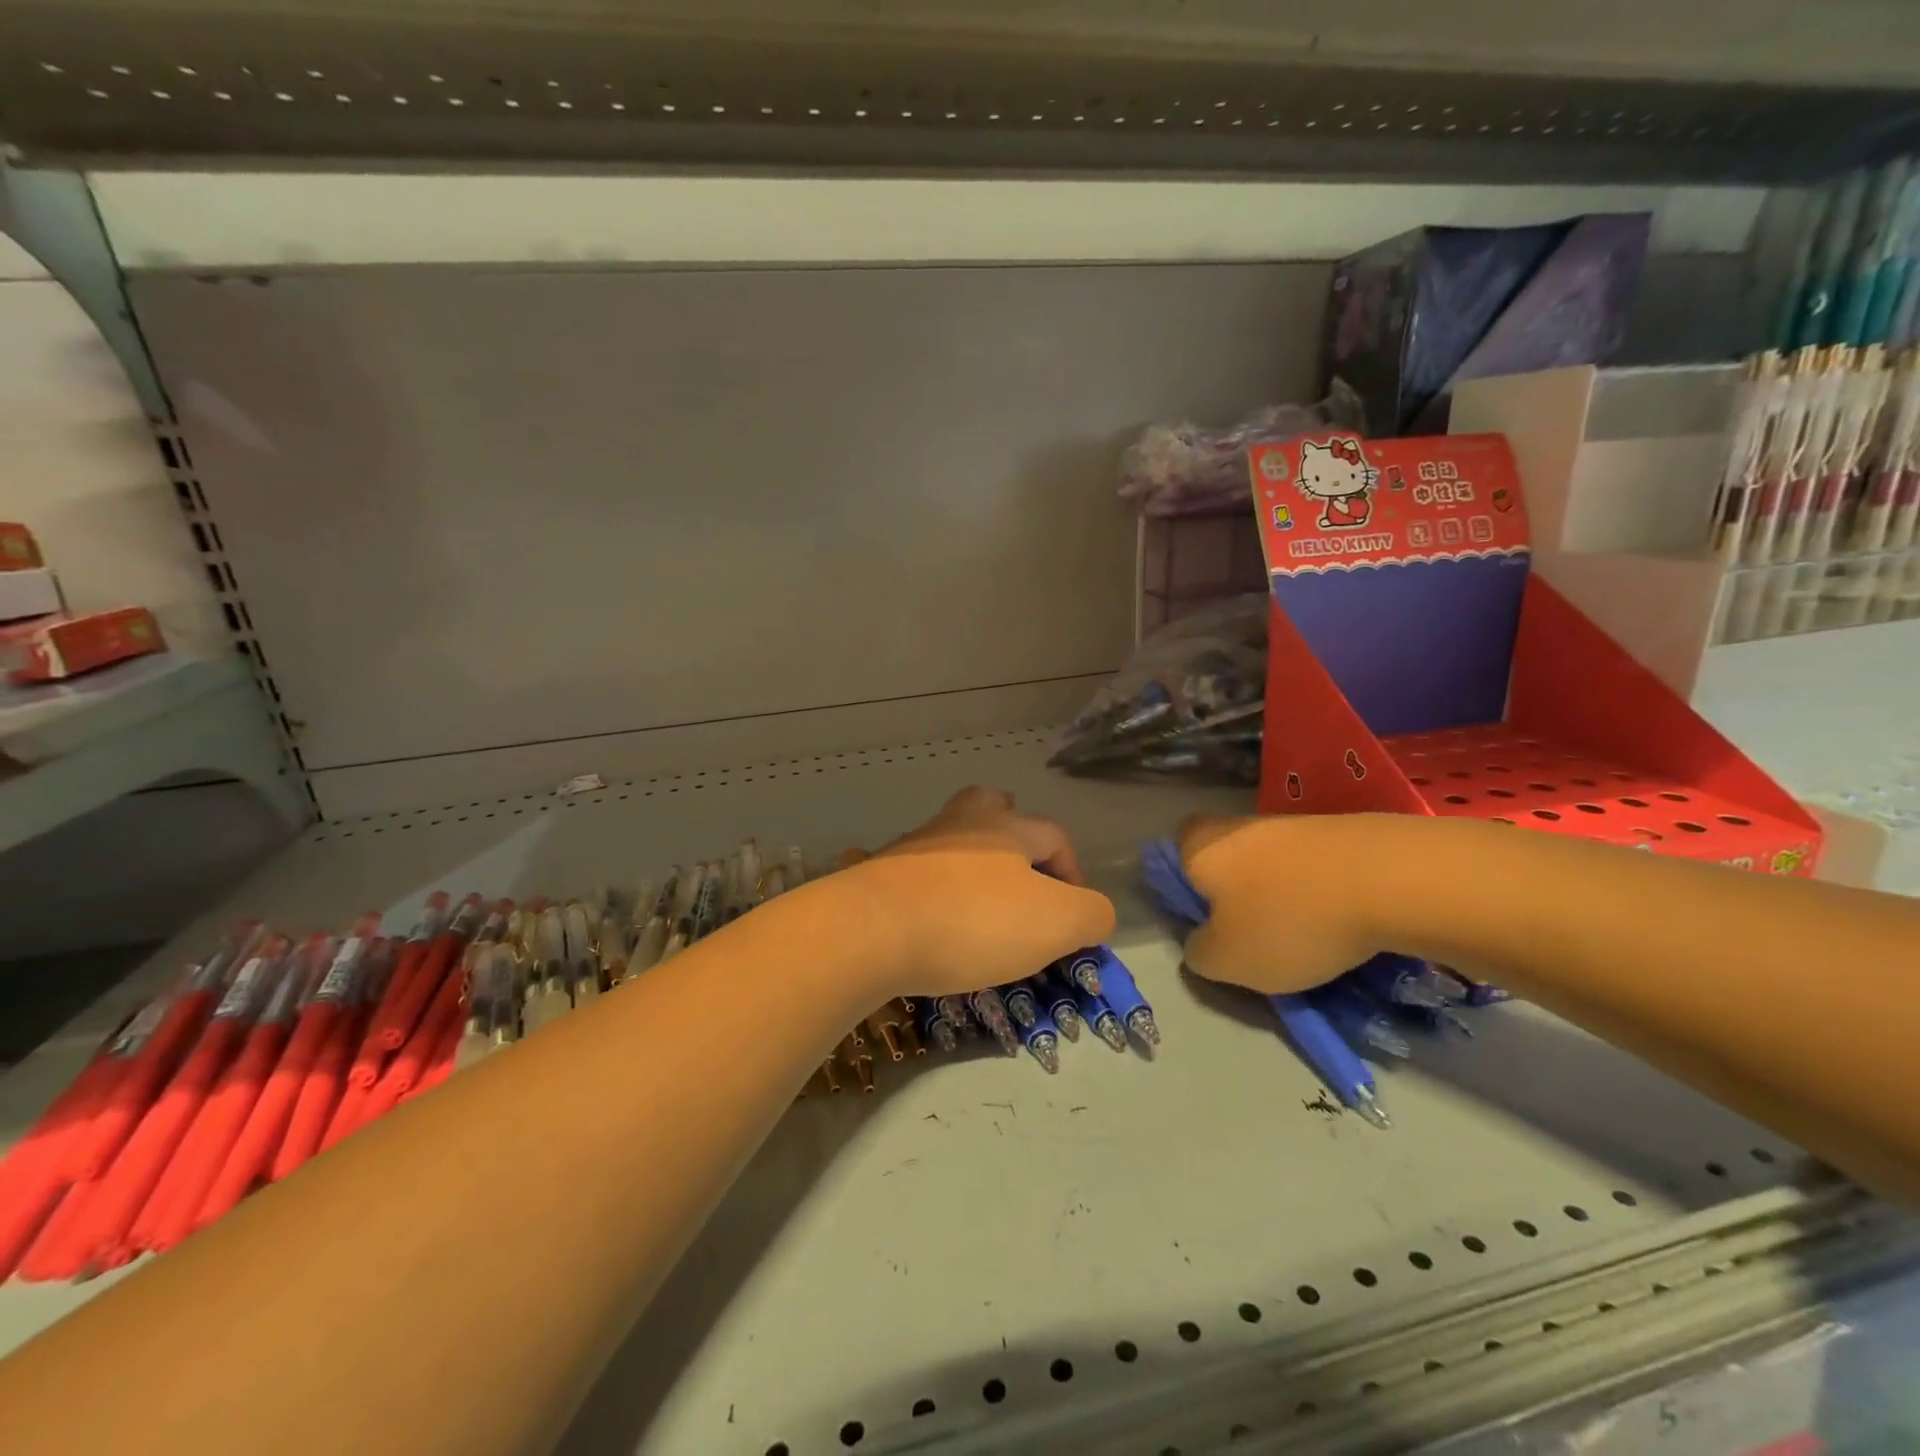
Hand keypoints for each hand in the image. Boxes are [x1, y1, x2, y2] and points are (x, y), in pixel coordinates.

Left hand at [835, 787, 1114, 999]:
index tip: (1074, 916)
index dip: (1073, 871)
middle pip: (989, 805)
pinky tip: (922, 910)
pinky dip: (920, 883)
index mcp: (1007, 829)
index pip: (1053, 835)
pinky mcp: (878, 873)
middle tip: (1019, 864)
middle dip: (1010, 828)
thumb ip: (1091, 915)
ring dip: (966, 857)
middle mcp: (959, 825)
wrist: (872, 930)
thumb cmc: (975, 921)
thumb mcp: (1056, 923)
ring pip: (947, 835)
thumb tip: (1095, 913)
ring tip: (977, 896)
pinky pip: (905, 868)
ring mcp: (913, 846)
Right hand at [1176, 812, 1386, 994]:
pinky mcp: (1341, 829)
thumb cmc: (1288, 921)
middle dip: (1237, 892)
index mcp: (1201, 847)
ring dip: (1283, 894)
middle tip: (1254, 934)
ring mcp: (1293, 823)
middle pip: (1226, 856)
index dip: (1184, 884)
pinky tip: (1344, 921)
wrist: (1390, 880)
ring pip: (1273, 862)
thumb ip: (1199, 953)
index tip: (1205, 919)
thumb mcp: (1227, 960)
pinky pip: (1315, 864)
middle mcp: (1239, 825)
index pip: (1173, 851)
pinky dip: (1322, 890)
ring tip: (1308, 937)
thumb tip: (1203, 942)